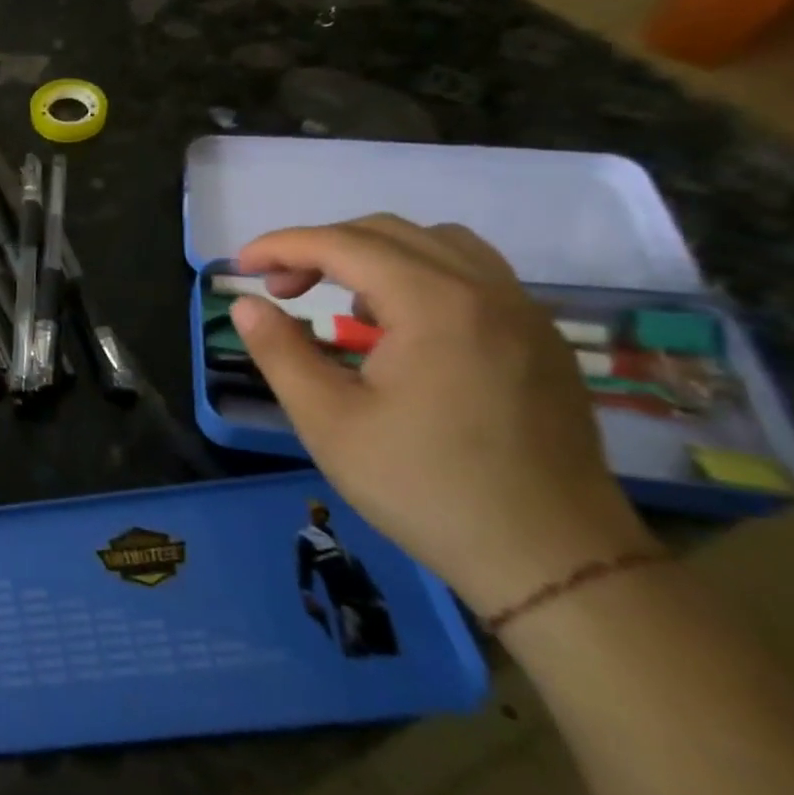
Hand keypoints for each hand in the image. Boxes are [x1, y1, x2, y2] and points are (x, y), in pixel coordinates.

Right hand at [231, 214, 655, 617]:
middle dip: (320, 247)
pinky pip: (473, 273)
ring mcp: (522, 313)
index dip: (281, 245)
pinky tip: (399, 324)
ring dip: (373, 254)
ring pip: (436, 244)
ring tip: (340, 300)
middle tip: (279, 288)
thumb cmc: (427, 488)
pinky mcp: (540, 339)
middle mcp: (485, 291)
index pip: (342, 244)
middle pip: (387, 233)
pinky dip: (419, 273)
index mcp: (435, 305)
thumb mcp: (328, 422)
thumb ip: (280, 352)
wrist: (555, 562)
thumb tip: (246, 304)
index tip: (238, 266)